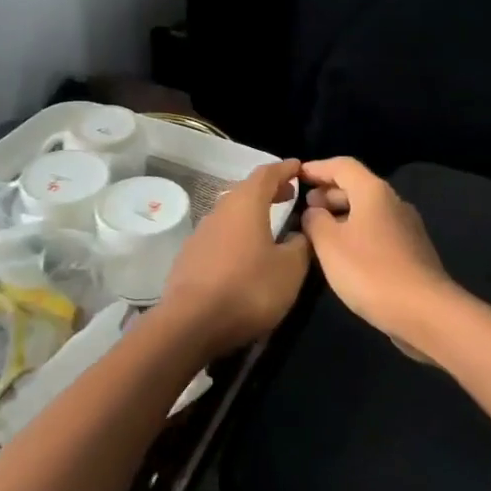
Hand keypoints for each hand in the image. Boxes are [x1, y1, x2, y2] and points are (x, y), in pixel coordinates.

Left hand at [156, 159, 312, 359]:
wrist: (191, 323)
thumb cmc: (249, 289)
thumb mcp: (290, 269)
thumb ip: (301, 245)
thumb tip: (300, 233)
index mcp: (246, 204)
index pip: (267, 174)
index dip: (285, 169)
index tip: (299, 167)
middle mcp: (220, 211)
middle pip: (245, 191)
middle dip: (268, 190)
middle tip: (289, 195)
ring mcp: (201, 233)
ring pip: (230, 213)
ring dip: (251, 213)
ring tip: (270, 224)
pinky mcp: (189, 257)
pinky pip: (219, 235)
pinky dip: (236, 234)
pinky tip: (244, 254)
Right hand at [300, 157, 454, 342]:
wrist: (425, 311)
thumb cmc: (370, 271)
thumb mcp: (329, 244)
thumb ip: (315, 221)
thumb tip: (314, 211)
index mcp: (374, 192)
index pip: (342, 166)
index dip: (317, 168)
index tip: (296, 176)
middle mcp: (393, 202)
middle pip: (357, 186)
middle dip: (328, 193)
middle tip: (304, 207)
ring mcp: (406, 228)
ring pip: (367, 211)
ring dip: (341, 215)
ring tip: (318, 231)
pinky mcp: (411, 251)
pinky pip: (377, 231)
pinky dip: (356, 232)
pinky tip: (342, 254)